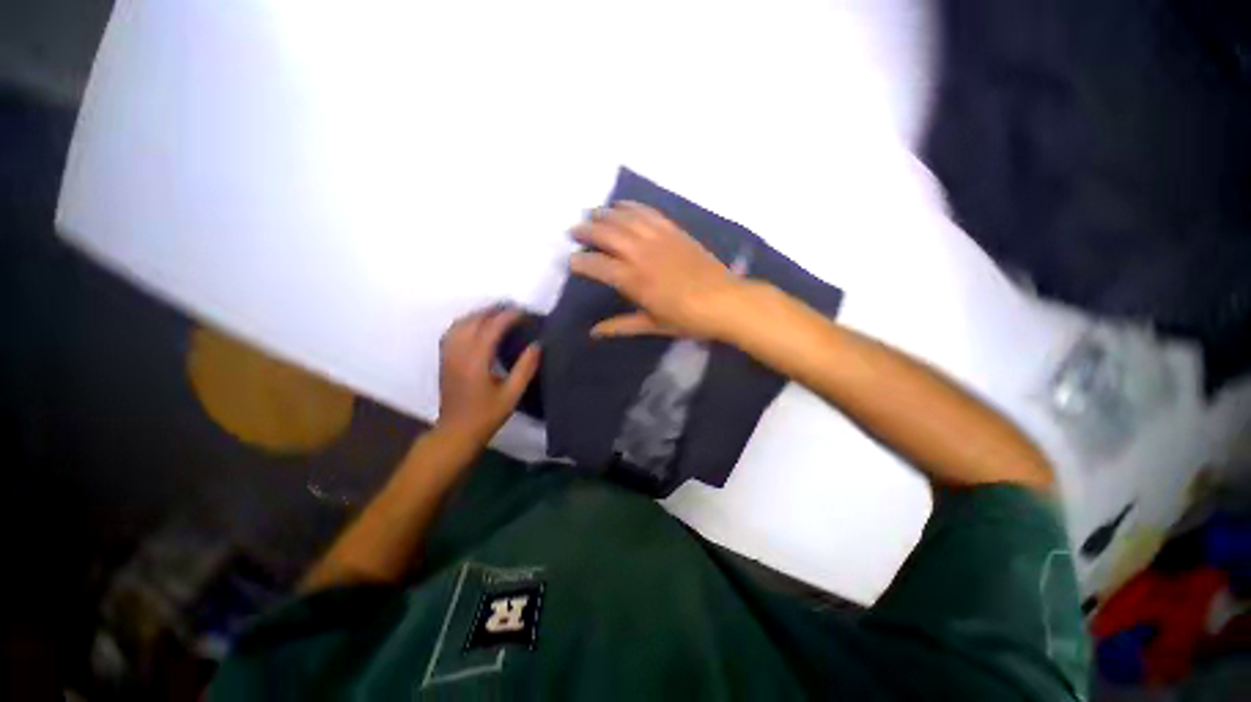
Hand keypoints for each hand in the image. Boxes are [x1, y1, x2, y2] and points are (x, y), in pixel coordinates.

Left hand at [436, 305, 539, 440]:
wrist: (456, 432)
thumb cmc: (487, 415)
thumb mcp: (512, 394)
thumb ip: (525, 368)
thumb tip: (537, 345)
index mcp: (476, 361)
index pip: (491, 328)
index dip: (507, 317)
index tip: (523, 313)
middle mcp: (459, 353)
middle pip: (474, 321)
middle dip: (493, 311)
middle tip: (513, 310)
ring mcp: (448, 355)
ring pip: (460, 324)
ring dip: (478, 315)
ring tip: (497, 314)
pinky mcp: (444, 360)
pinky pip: (452, 332)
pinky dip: (466, 323)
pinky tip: (476, 326)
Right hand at [570, 202, 744, 338]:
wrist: (725, 301)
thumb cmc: (688, 319)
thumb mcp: (652, 326)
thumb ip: (620, 326)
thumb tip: (594, 332)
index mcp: (634, 280)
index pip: (597, 265)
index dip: (580, 262)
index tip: (571, 261)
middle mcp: (641, 254)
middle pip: (606, 234)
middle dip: (586, 230)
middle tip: (574, 231)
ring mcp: (659, 239)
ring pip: (625, 218)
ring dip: (605, 214)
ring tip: (592, 213)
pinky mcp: (674, 231)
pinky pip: (648, 213)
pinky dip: (632, 206)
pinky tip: (622, 205)